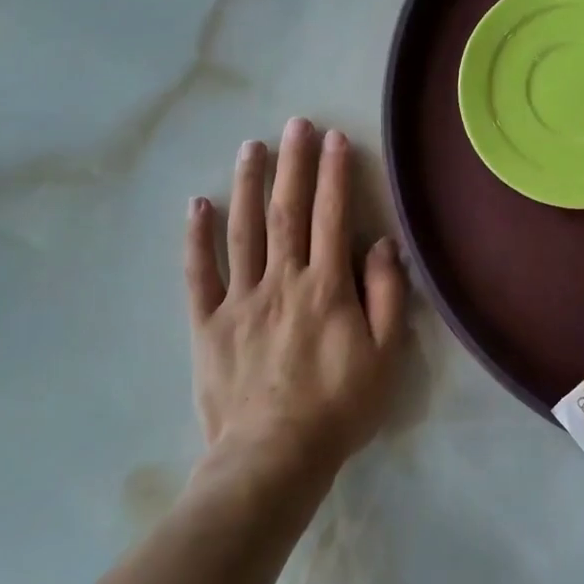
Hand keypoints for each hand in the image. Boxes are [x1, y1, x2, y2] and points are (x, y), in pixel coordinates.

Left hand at [186, 118, 406, 483]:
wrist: (273, 460)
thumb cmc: (338, 407)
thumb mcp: (385, 355)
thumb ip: (387, 295)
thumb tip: (381, 244)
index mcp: (325, 286)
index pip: (331, 216)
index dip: (333, 173)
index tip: (334, 138)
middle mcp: (282, 280)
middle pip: (287, 211)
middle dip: (293, 163)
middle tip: (295, 123)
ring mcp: (240, 300)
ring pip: (243, 230)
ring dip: (248, 184)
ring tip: (251, 146)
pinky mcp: (208, 324)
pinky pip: (199, 274)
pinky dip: (197, 238)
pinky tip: (197, 204)